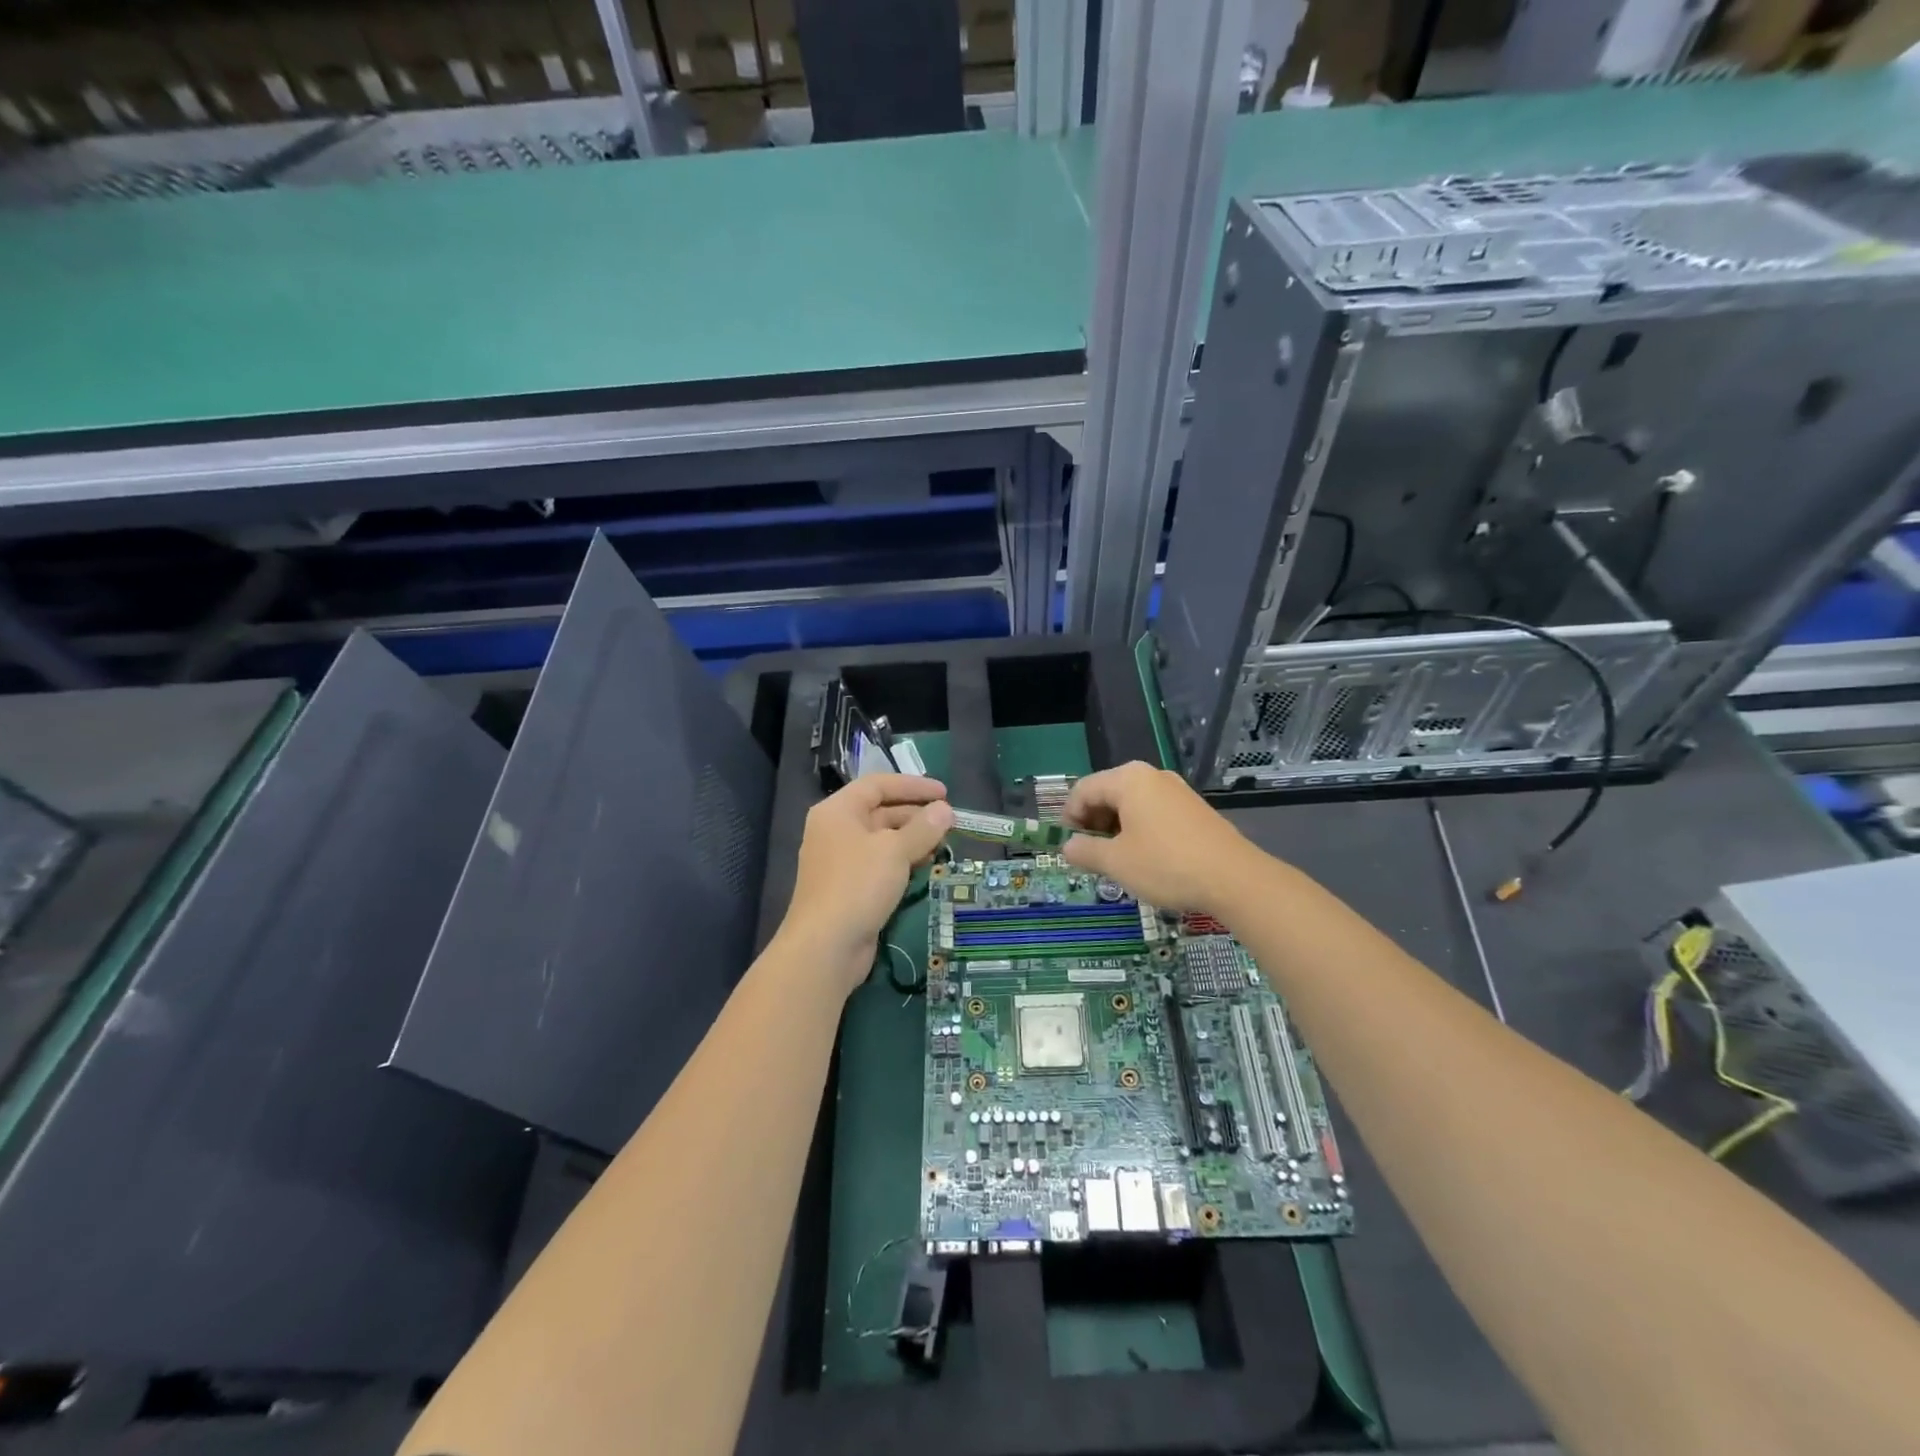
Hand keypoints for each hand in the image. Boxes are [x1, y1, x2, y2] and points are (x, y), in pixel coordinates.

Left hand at [779, 775, 953, 992]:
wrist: (826, 946)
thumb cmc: (858, 885)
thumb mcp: (895, 851)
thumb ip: (923, 828)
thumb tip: (945, 810)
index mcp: (838, 811)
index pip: (877, 785)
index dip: (912, 786)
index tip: (944, 792)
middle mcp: (835, 830)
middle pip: (880, 811)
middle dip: (916, 814)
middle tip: (949, 822)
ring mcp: (841, 861)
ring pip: (882, 839)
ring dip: (912, 839)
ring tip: (943, 844)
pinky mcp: (849, 887)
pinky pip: (880, 863)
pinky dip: (903, 860)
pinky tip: (926, 866)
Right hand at [1061, 762, 1261, 914]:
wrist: (1235, 879)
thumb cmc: (1166, 865)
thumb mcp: (1116, 862)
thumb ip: (1085, 851)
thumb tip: (1068, 847)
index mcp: (1128, 779)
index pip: (1083, 790)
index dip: (1069, 818)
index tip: (1070, 847)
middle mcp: (1151, 776)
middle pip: (1107, 793)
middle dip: (1093, 823)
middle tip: (1092, 856)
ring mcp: (1176, 790)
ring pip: (1131, 804)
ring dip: (1116, 829)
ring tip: (1118, 861)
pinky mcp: (1193, 808)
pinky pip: (1153, 812)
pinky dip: (1139, 830)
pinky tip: (1146, 858)